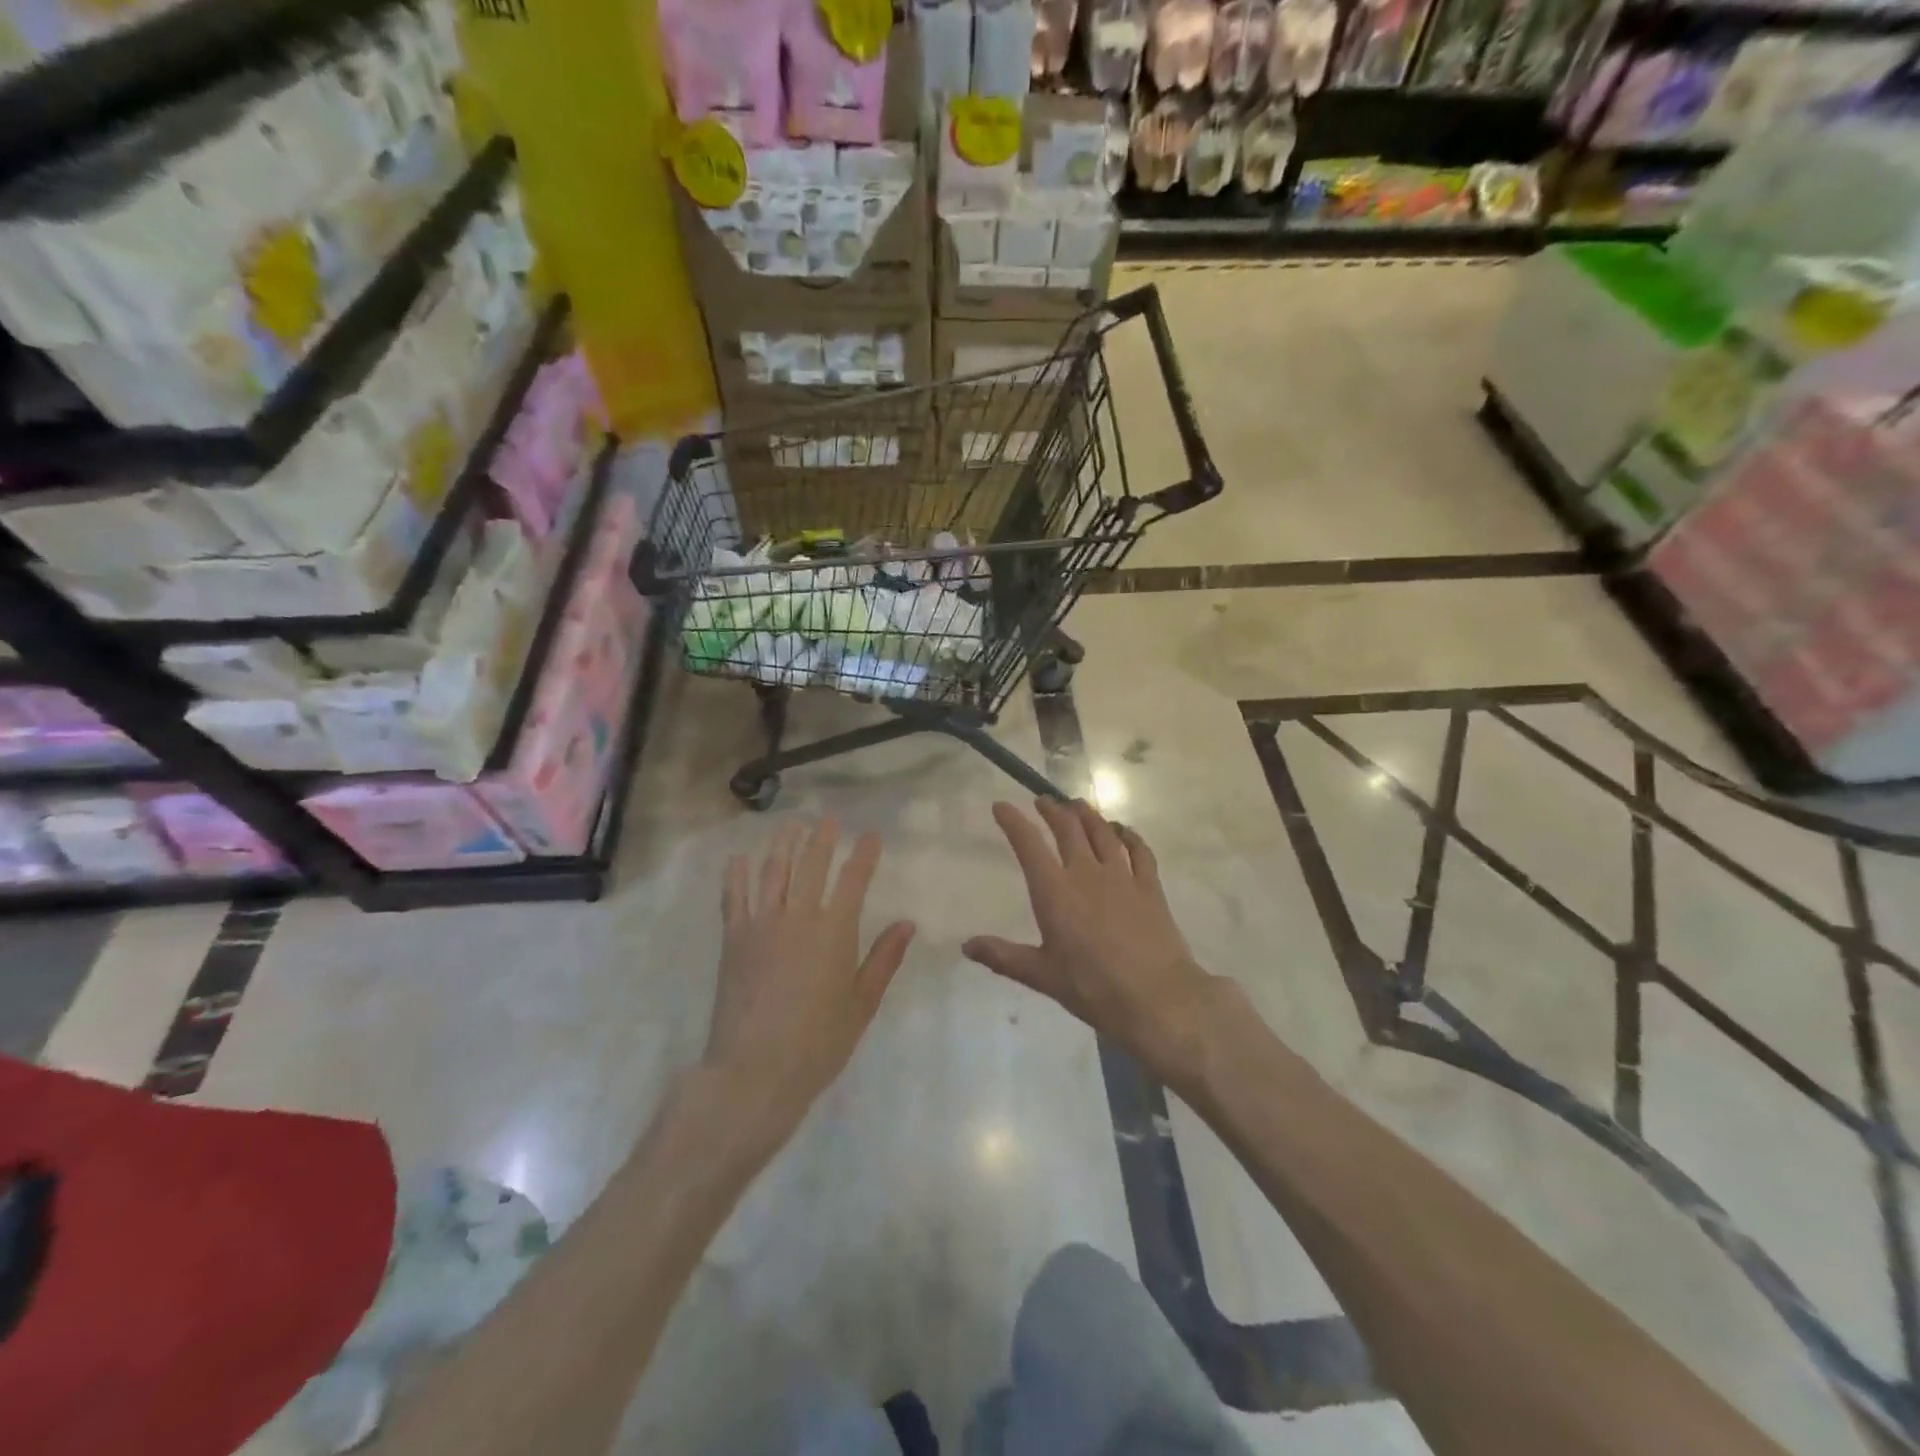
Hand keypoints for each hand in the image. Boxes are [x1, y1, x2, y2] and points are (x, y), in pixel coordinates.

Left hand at [708, 818, 915, 1141]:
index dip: (864, 854)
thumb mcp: (862, 1003)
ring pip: (773, 871)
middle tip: (828, 818)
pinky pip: (734, 897)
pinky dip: (737, 874)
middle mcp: (798, 917)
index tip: (871, 834)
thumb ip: (883, 959)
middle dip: (822, 837)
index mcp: (835, 931)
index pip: (854, 879)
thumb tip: (907, 923)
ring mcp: (761, 925)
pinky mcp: (733, 940)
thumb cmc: (818, 1042)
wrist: (754, 1071)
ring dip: (783, 844)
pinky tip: (740, 857)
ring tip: (791, 825)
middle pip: (811, 865)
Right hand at [964, 798, 1220, 1085]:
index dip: (1013, 822)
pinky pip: (1139, 850)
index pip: (1029, 845)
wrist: (1157, 997)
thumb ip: (1003, 957)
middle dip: (1052, 810)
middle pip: (1068, 828)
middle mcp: (1086, 873)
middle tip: (1043, 801)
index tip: (1001, 806)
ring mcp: (1122, 876)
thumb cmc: (1093, 988)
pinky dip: (1128, 835)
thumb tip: (966, 946)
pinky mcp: (1149, 886)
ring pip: (1102, 832)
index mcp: (1055, 891)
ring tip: (1077, 805)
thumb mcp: (1042, 975)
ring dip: (1087, 814)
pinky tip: (1123, 831)